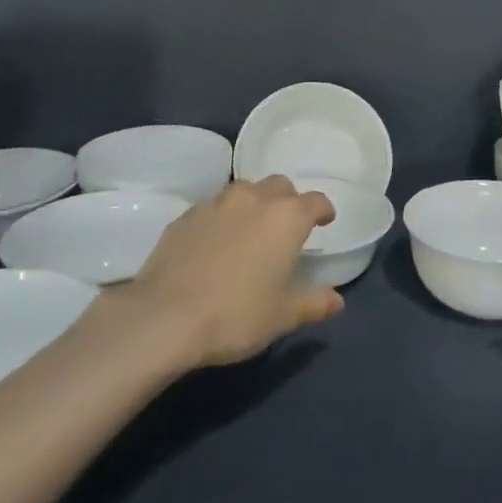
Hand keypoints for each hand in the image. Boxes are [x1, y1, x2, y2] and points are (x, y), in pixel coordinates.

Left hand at [124, 177, 344, 368]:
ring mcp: (215, 204)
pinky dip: (222, 219)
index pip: (315, 201)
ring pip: (243, 191)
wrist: (164, 317)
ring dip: (253, 204)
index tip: (325, 221)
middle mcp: (253, 200)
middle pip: (279, 185)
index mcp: (286, 218)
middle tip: (286, 227)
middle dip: (287, 201)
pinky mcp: (184, 216)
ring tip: (249, 232)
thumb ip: (314, 303)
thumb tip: (336, 299)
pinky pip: (212, 208)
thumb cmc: (236, 314)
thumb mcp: (283, 316)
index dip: (323, 210)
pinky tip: (215, 244)